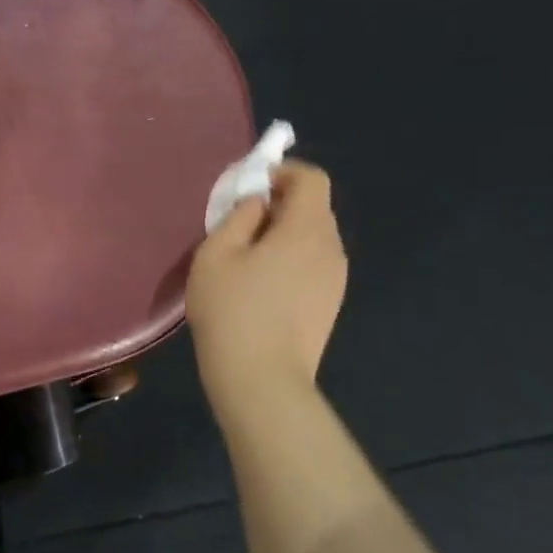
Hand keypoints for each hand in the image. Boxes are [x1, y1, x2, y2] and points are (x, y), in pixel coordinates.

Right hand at [187, 159, 347, 419]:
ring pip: (312, 238)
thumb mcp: (216, 254)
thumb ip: (238, 216)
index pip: (311, 179)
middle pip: (313, 208)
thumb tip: (256, 203)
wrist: (261, 380)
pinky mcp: (329, 304)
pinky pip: (312, 264)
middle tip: (238, 223)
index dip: (281, 172)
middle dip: (278, 204)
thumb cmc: (232, 311)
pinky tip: (260, 287)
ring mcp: (335, 280)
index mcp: (307, 230)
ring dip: (283, 234)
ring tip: (245, 259)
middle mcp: (331, 249)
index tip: (248, 188)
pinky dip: (290, 260)